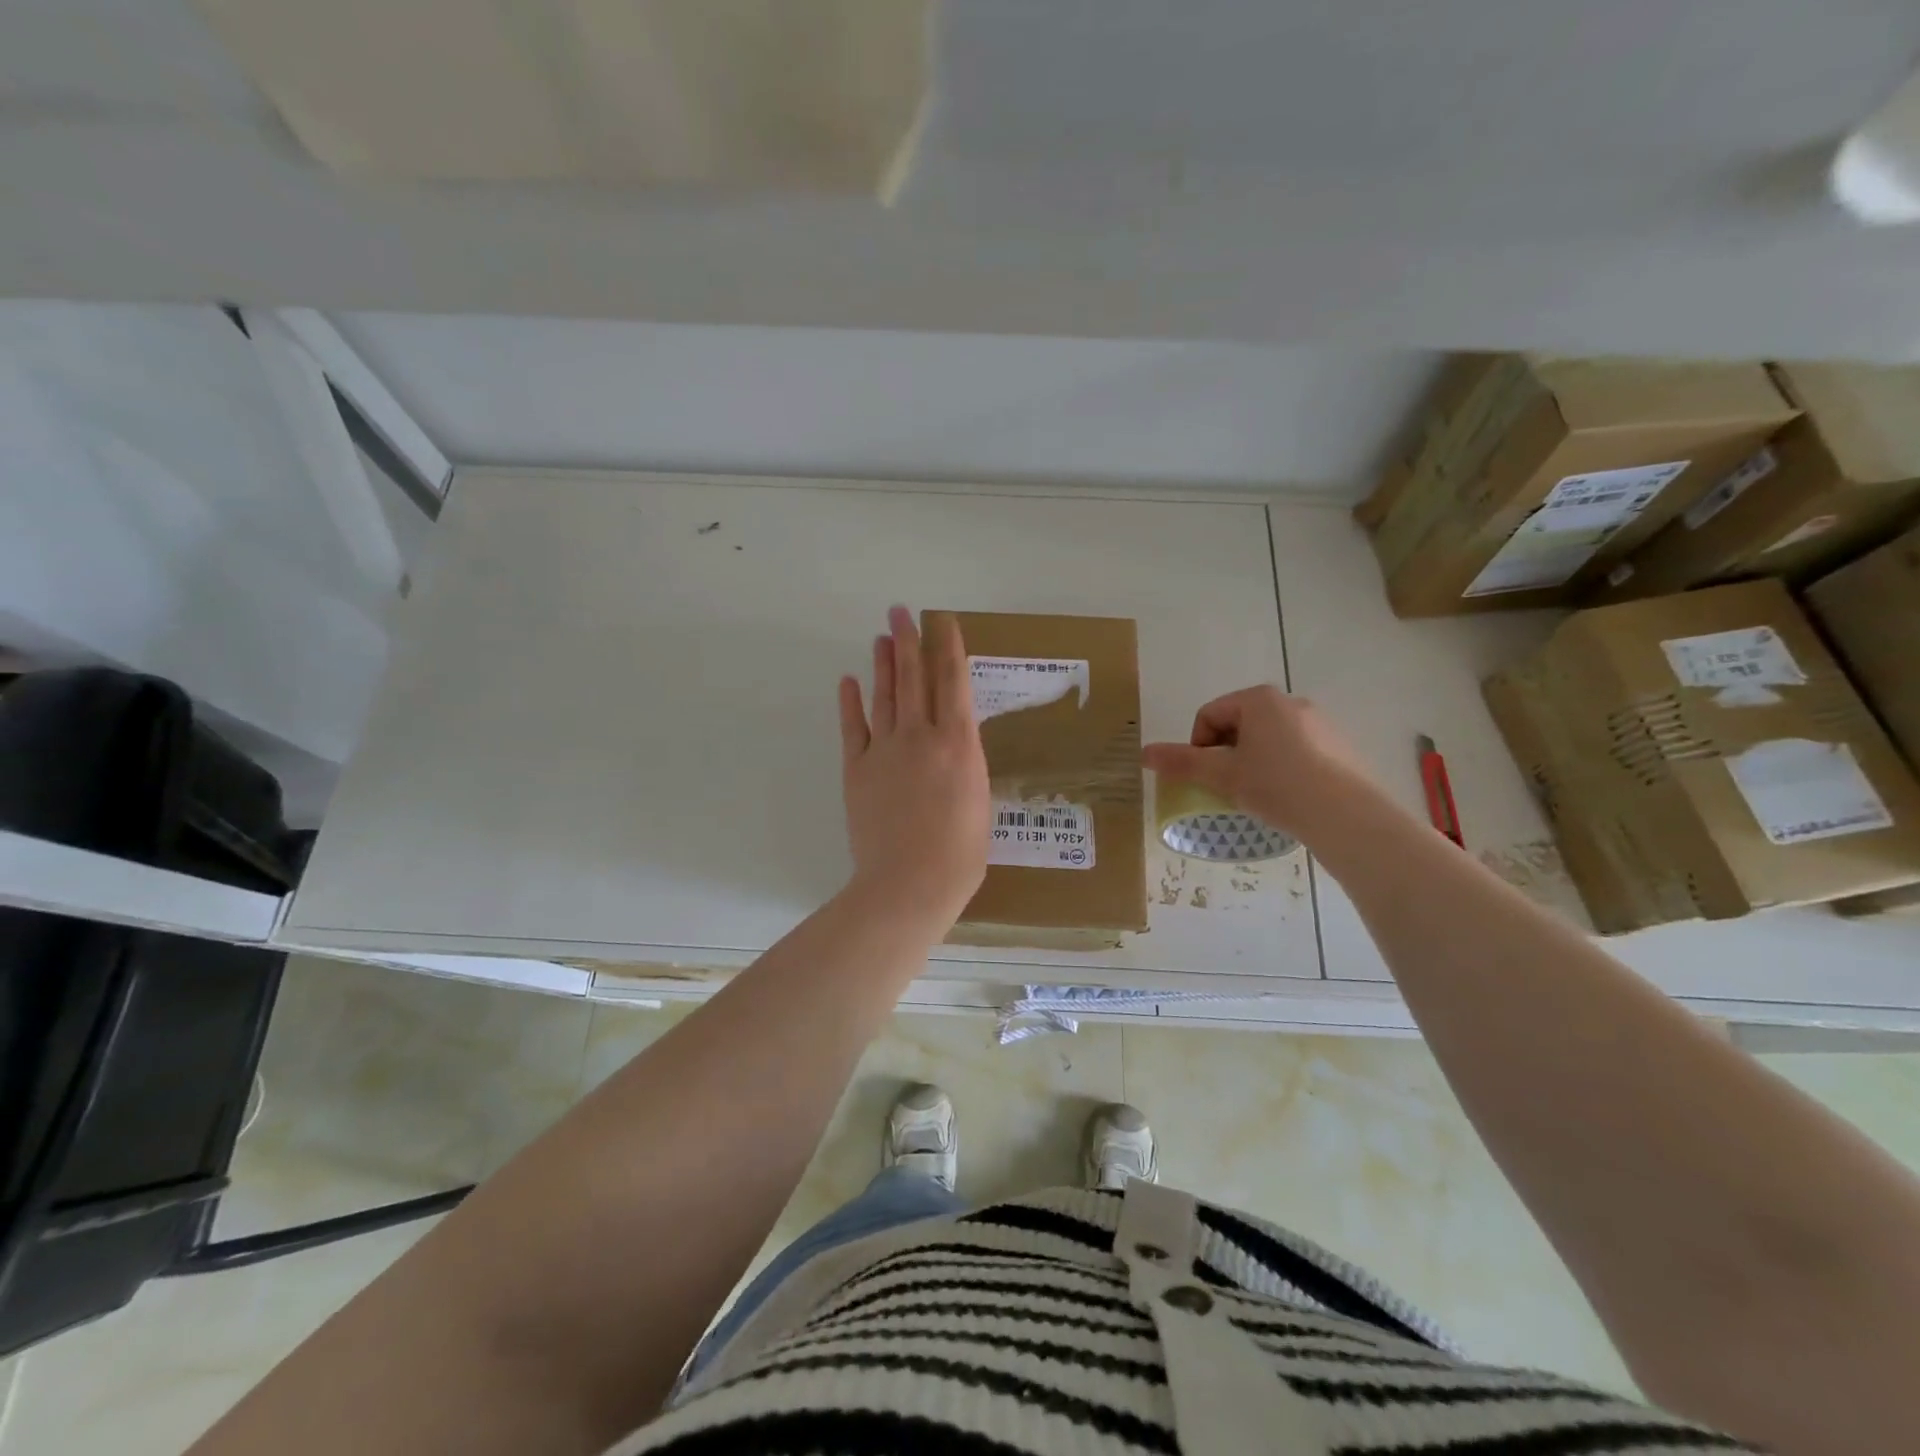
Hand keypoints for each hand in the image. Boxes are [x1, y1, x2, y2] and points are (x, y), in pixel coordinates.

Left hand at [838, 606, 990, 930]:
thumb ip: (964, 766)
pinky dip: (849, 703)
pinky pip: (852, 728)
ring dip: (882, 665)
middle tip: (900, 612)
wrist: (909, 882)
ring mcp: (884, 750)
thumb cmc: (959, 853)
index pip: (953, 682)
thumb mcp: (979, 801)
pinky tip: (848, 681)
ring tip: (881, 637)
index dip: (948, 648)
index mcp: (958, 743)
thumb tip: (953, 749)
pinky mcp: (857, 769)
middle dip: (908, 642)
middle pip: (914, 678)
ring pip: (884, 696)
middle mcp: (921, 736)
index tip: (943, 621)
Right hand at [1142, 685, 1376, 838]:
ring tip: (1255, 794)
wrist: (1346, 815)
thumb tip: (1143, 753)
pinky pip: (1295, 752)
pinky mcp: (1338, 747)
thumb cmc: (1276, 785)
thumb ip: (1181, 762)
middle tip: (1226, 786)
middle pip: (1238, 725)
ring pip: (1267, 740)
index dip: (1197, 746)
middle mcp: (1290, 702)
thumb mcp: (1222, 775)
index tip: (1204, 776)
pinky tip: (1285, 797)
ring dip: (1251, 762)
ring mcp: (1319, 723)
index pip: (1209, 715)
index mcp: (1259, 699)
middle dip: (1225, 754)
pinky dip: (1280, 769)